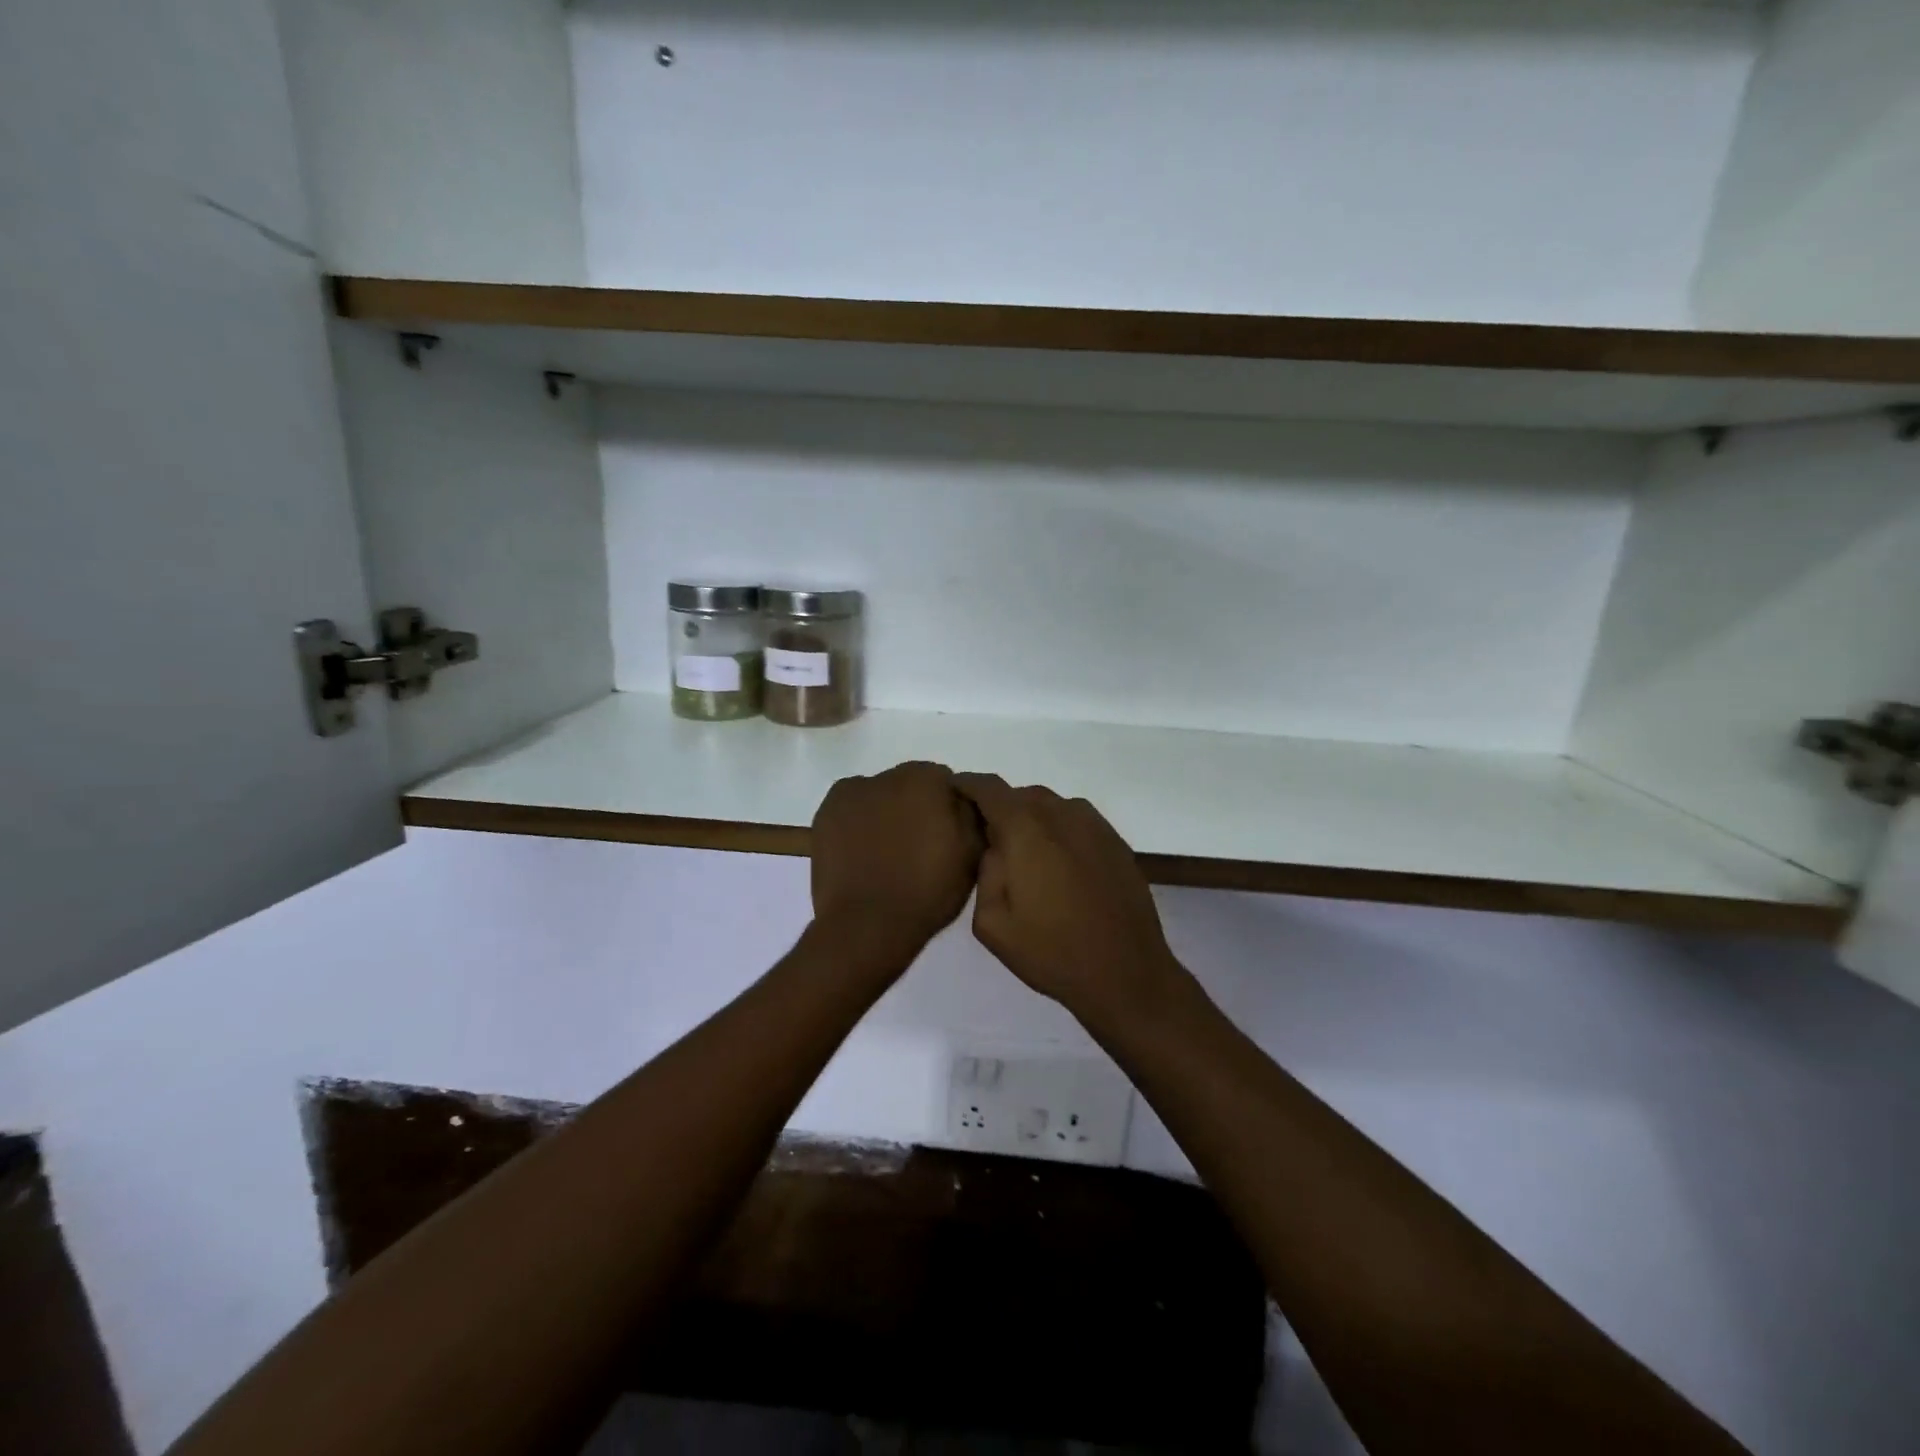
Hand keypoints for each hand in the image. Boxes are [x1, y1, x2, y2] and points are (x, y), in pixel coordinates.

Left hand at [811, 761, 983, 950]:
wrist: (867, 925)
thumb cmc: (927, 891)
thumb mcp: (972, 854)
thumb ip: (972, 814)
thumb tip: (962, 798)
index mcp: (926, 779)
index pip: (945, 783)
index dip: (948, 810)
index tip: (946, 838)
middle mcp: (887, 775)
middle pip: (909, 785)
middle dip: (915, 808)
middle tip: (917, 848)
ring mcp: (851, 792)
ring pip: (878, 796)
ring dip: (885, 813)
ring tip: (886, 855)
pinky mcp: (825, 813)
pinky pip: (850, 810)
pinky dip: (857, 822)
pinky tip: (862, 852)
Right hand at [954, 774, 1192, 1029]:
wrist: (1126, 973)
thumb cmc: (1052, 952)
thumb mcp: (992, 923)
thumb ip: (985, 871)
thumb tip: (994, 846)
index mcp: (1026, 829)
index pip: (988, 788)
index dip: (967, 784)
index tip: (953, 791)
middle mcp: (1061, 814)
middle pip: (1021, 795)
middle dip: (1001, 809)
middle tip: (990, 840)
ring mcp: (1093, 825)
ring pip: (1051, 806)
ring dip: (1033, 820)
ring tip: (1026, 856)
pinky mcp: (1115, 840)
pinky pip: (1076, 820)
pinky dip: (1059, 830)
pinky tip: (1059, 865)